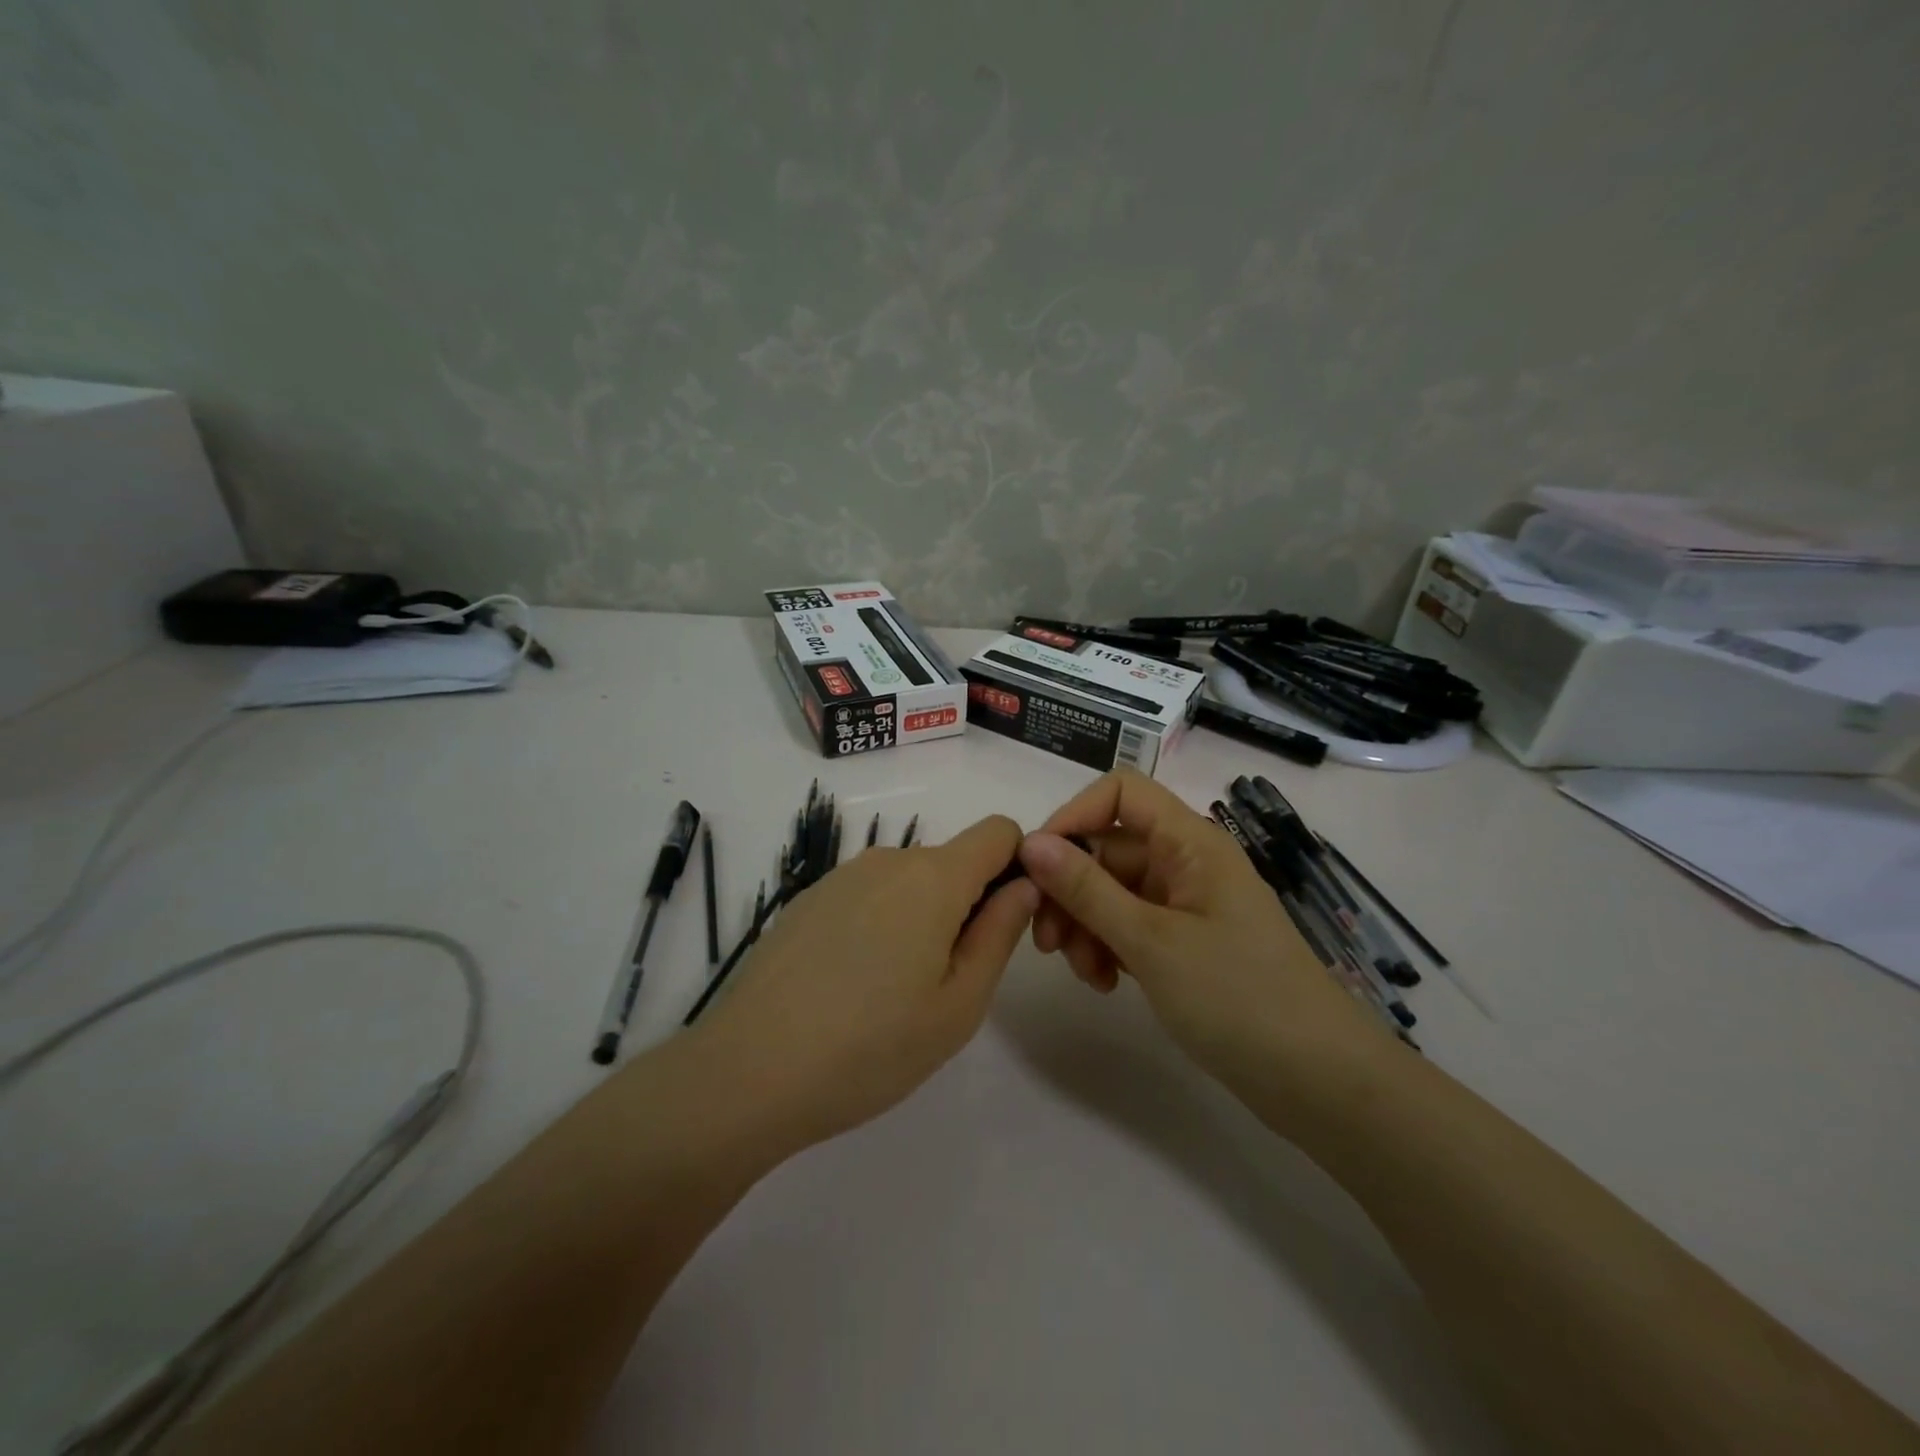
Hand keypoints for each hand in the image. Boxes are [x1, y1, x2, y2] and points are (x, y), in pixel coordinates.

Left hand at [697, 814, 1037, 1150]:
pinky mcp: (808, 899)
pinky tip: (851, 985)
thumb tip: (1022, 886)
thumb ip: (999, 933)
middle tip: (949, 981)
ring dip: (923, 918)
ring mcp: (841, 877)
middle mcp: (887, 860)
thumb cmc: (870, 1047)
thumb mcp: (958, 1005)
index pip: (998, 832)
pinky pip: (869, 895)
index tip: (1004, 923)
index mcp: (933, 877)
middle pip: (952, 861)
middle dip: (968, 904)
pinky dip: (881, 924)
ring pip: (909, 881)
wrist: (748, 1071)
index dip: (1017, 866)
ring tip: (895, 992)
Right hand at [1019, 770, 1391, 1095]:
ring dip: (1086, 925)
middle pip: (1108, 849)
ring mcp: (1186, 905)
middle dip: (1070, 890)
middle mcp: (1186, 862)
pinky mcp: (1185, 943)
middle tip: (1047, 942)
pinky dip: (1109, 947)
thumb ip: (1086, 889)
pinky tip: (1105, 984)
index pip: (1121, 792)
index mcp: (1190, 842)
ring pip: (1112, 892)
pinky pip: (1130, 926)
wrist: (1319, 1080)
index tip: (1037, 865)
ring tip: (1085, 975)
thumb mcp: (1151, 941)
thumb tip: (1030, 842)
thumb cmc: (1237, 997)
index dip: (1074, 816)